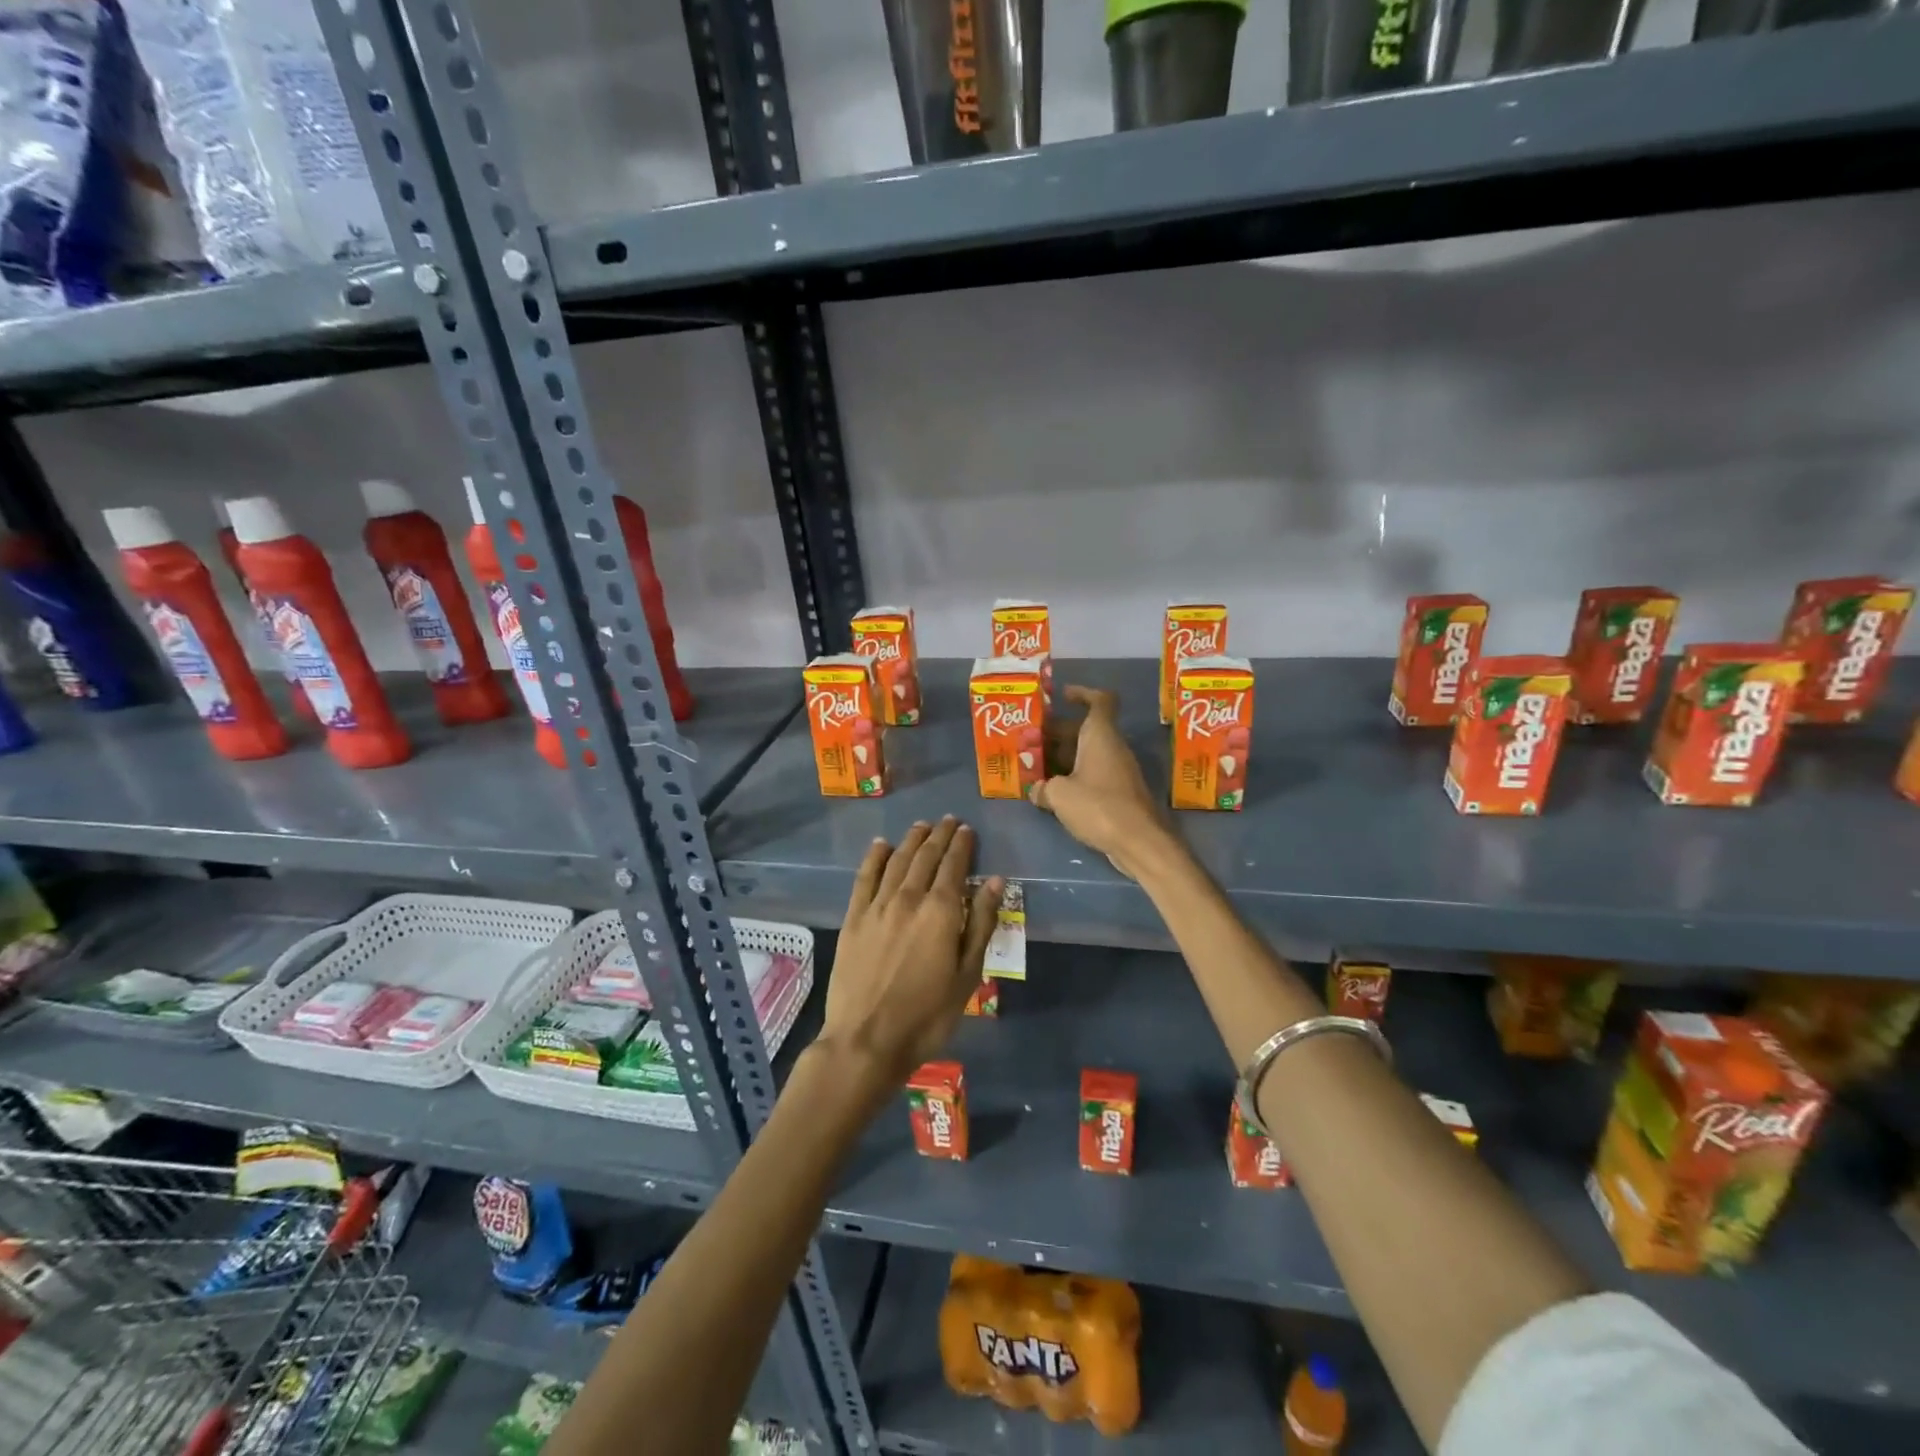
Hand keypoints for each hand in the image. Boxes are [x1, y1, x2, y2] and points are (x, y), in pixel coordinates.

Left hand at [817, 817, 1003, 1094]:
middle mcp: (908, 898)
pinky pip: (865, 877)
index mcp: (940, 911)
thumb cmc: (927, 1015)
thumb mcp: (967, 975)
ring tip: (922, 826)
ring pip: (897, 860)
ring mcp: (877, 906)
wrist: (866, 1040)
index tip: (967, 830)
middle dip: (939, 836)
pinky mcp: (853, 918)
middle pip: (925, 856)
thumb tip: (994, 881)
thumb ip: (980, 924)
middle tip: (948, 821)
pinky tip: (881, 845)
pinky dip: (874, 857)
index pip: (954, 865)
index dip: (962, 845)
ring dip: (911, 840)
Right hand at [1030, 685, 1173, 879]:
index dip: (1082, 693)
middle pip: (1085, 729)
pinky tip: (1053, 792)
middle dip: (1057, 732)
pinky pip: (1093, 774)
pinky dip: (1074, 776)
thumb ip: (1043, 787)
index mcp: (1100, 736)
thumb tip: (1037, 789)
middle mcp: (1112, 748)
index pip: (1100, 700)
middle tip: (1031, 740)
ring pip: (1088, 753)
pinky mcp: (1119, 793)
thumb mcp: (1059, 795)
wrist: (1139, 841)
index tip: (1061, 697)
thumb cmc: (1099, 806)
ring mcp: (1118, 771)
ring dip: (1063, 756)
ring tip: (1035, 766)